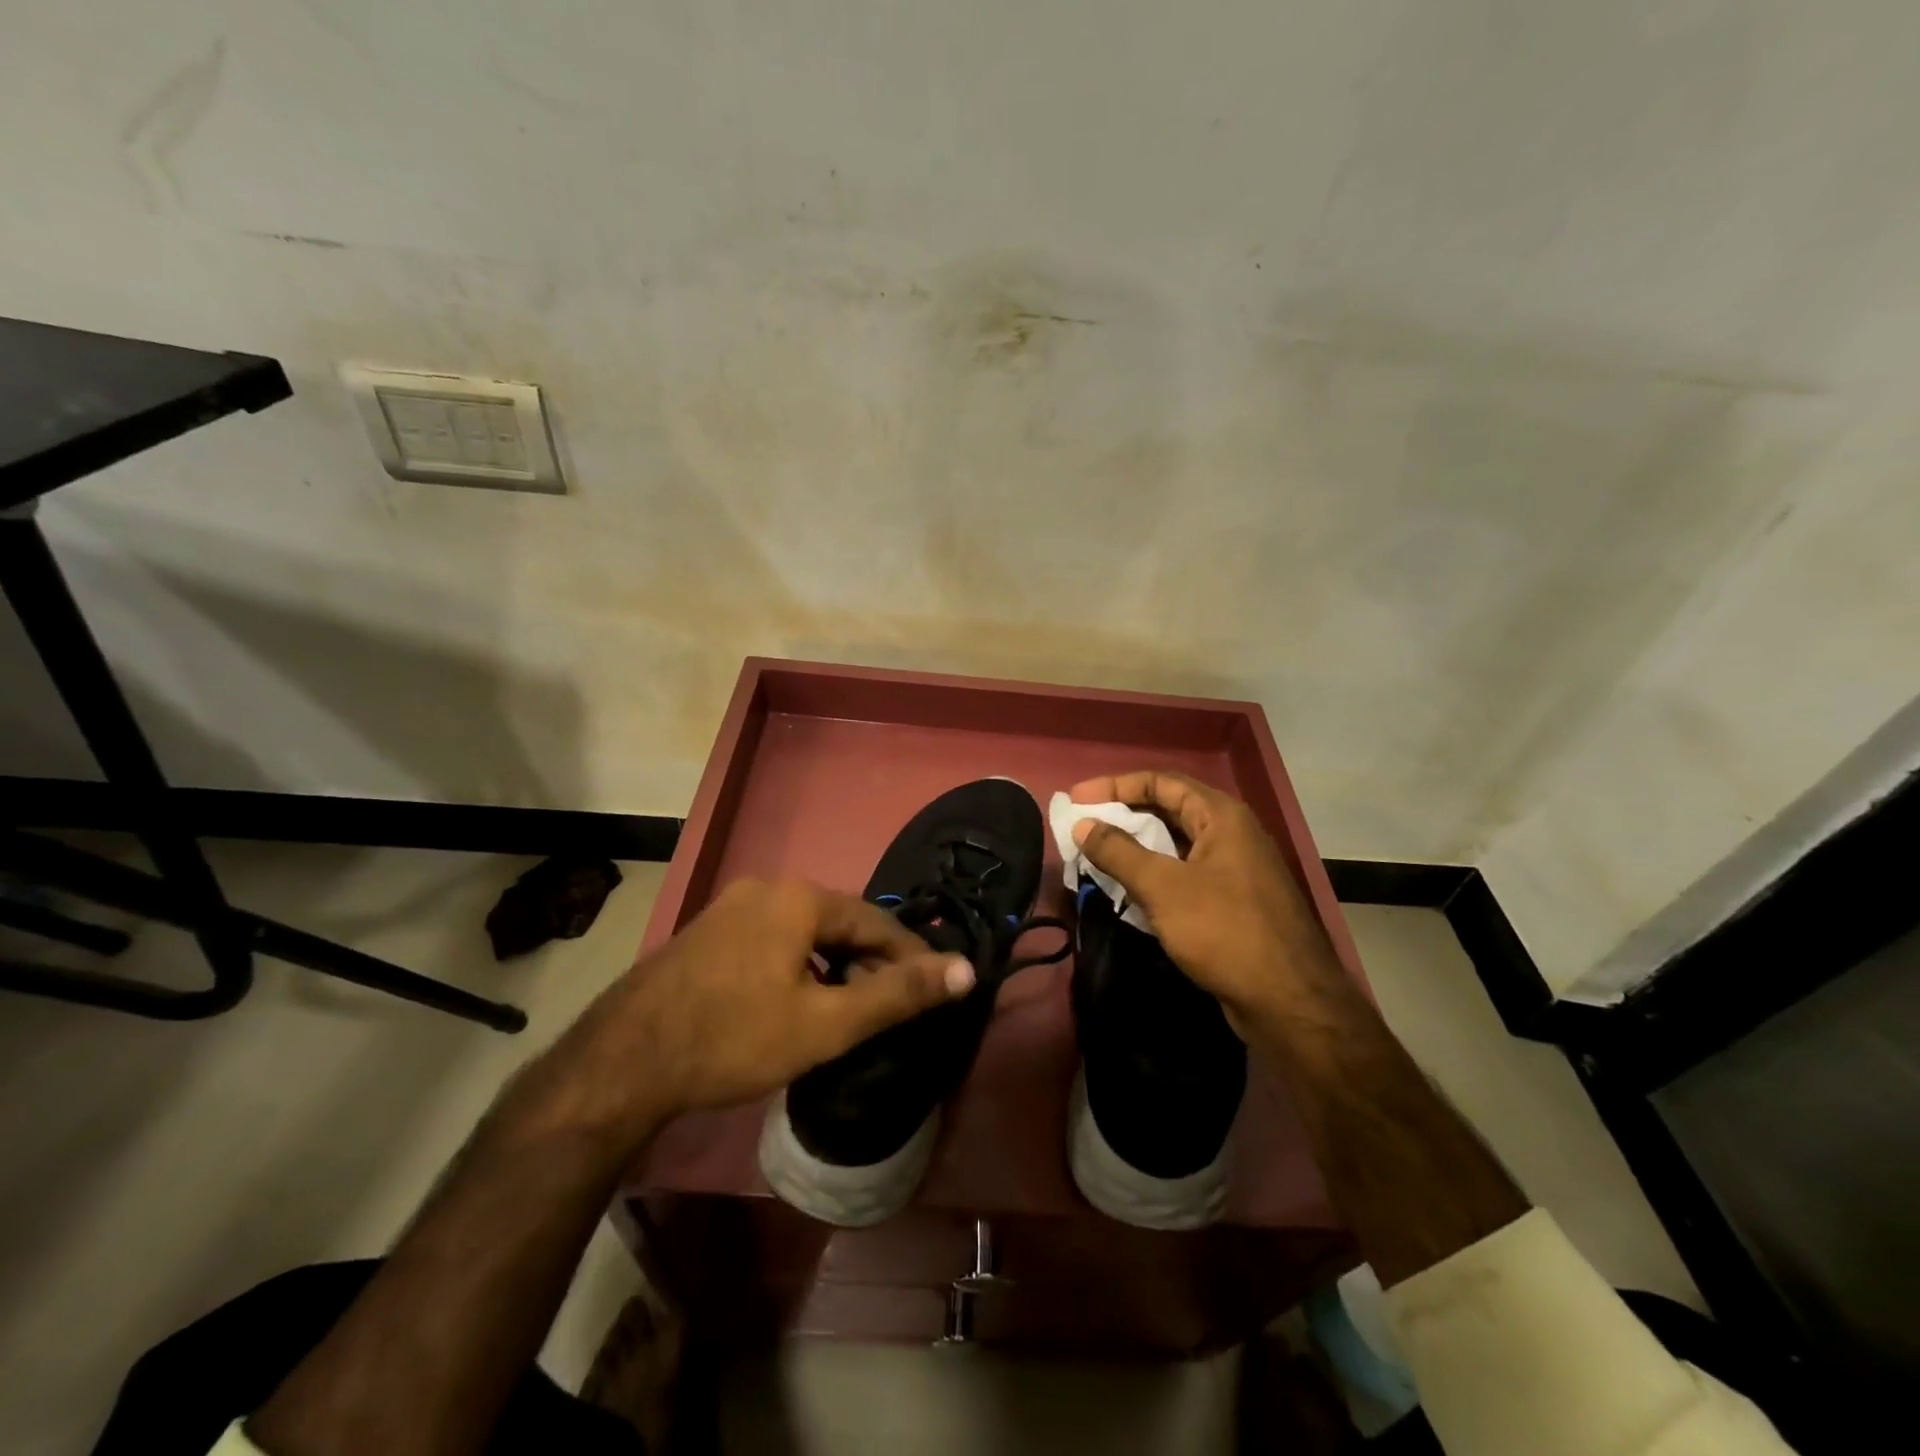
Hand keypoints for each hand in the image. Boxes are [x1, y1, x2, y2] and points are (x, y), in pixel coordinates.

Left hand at [549, 878, 975, 1131]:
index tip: (934, 987)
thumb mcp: (826, 1023)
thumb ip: (898, 995)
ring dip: (834, 965)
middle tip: (891, 1004)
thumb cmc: (734, 1038)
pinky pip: (773, 940)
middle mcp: (766, 889)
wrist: (624, 1061)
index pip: (876, 920)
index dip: (909, 955)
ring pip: (804, 932)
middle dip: (870, 962)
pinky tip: (797, 1000)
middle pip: (839, 923)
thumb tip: (965, 970)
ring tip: (850, 1007)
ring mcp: (731, 908)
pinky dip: (799, 965)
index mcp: (799, 898)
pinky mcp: (708, 933)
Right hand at [1069, 771, 1331, 1030]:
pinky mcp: (1232, 901)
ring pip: (1175, 844)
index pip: (1160, 782)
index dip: (1115, 786)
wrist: (1288, 1001)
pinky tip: (1128, 889)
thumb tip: (1083, 825)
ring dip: (1136, 845)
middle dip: (1123, 814)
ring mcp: (1234, 868)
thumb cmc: (1224, 931)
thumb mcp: (1163, 887)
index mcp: (1221, 816)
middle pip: (1168, 808)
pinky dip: (1153, 873)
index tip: (1077, 799)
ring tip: (1097, 854)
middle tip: (1083, 824)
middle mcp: (1231, 833)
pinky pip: (1184, 873)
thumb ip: (1119, 852)